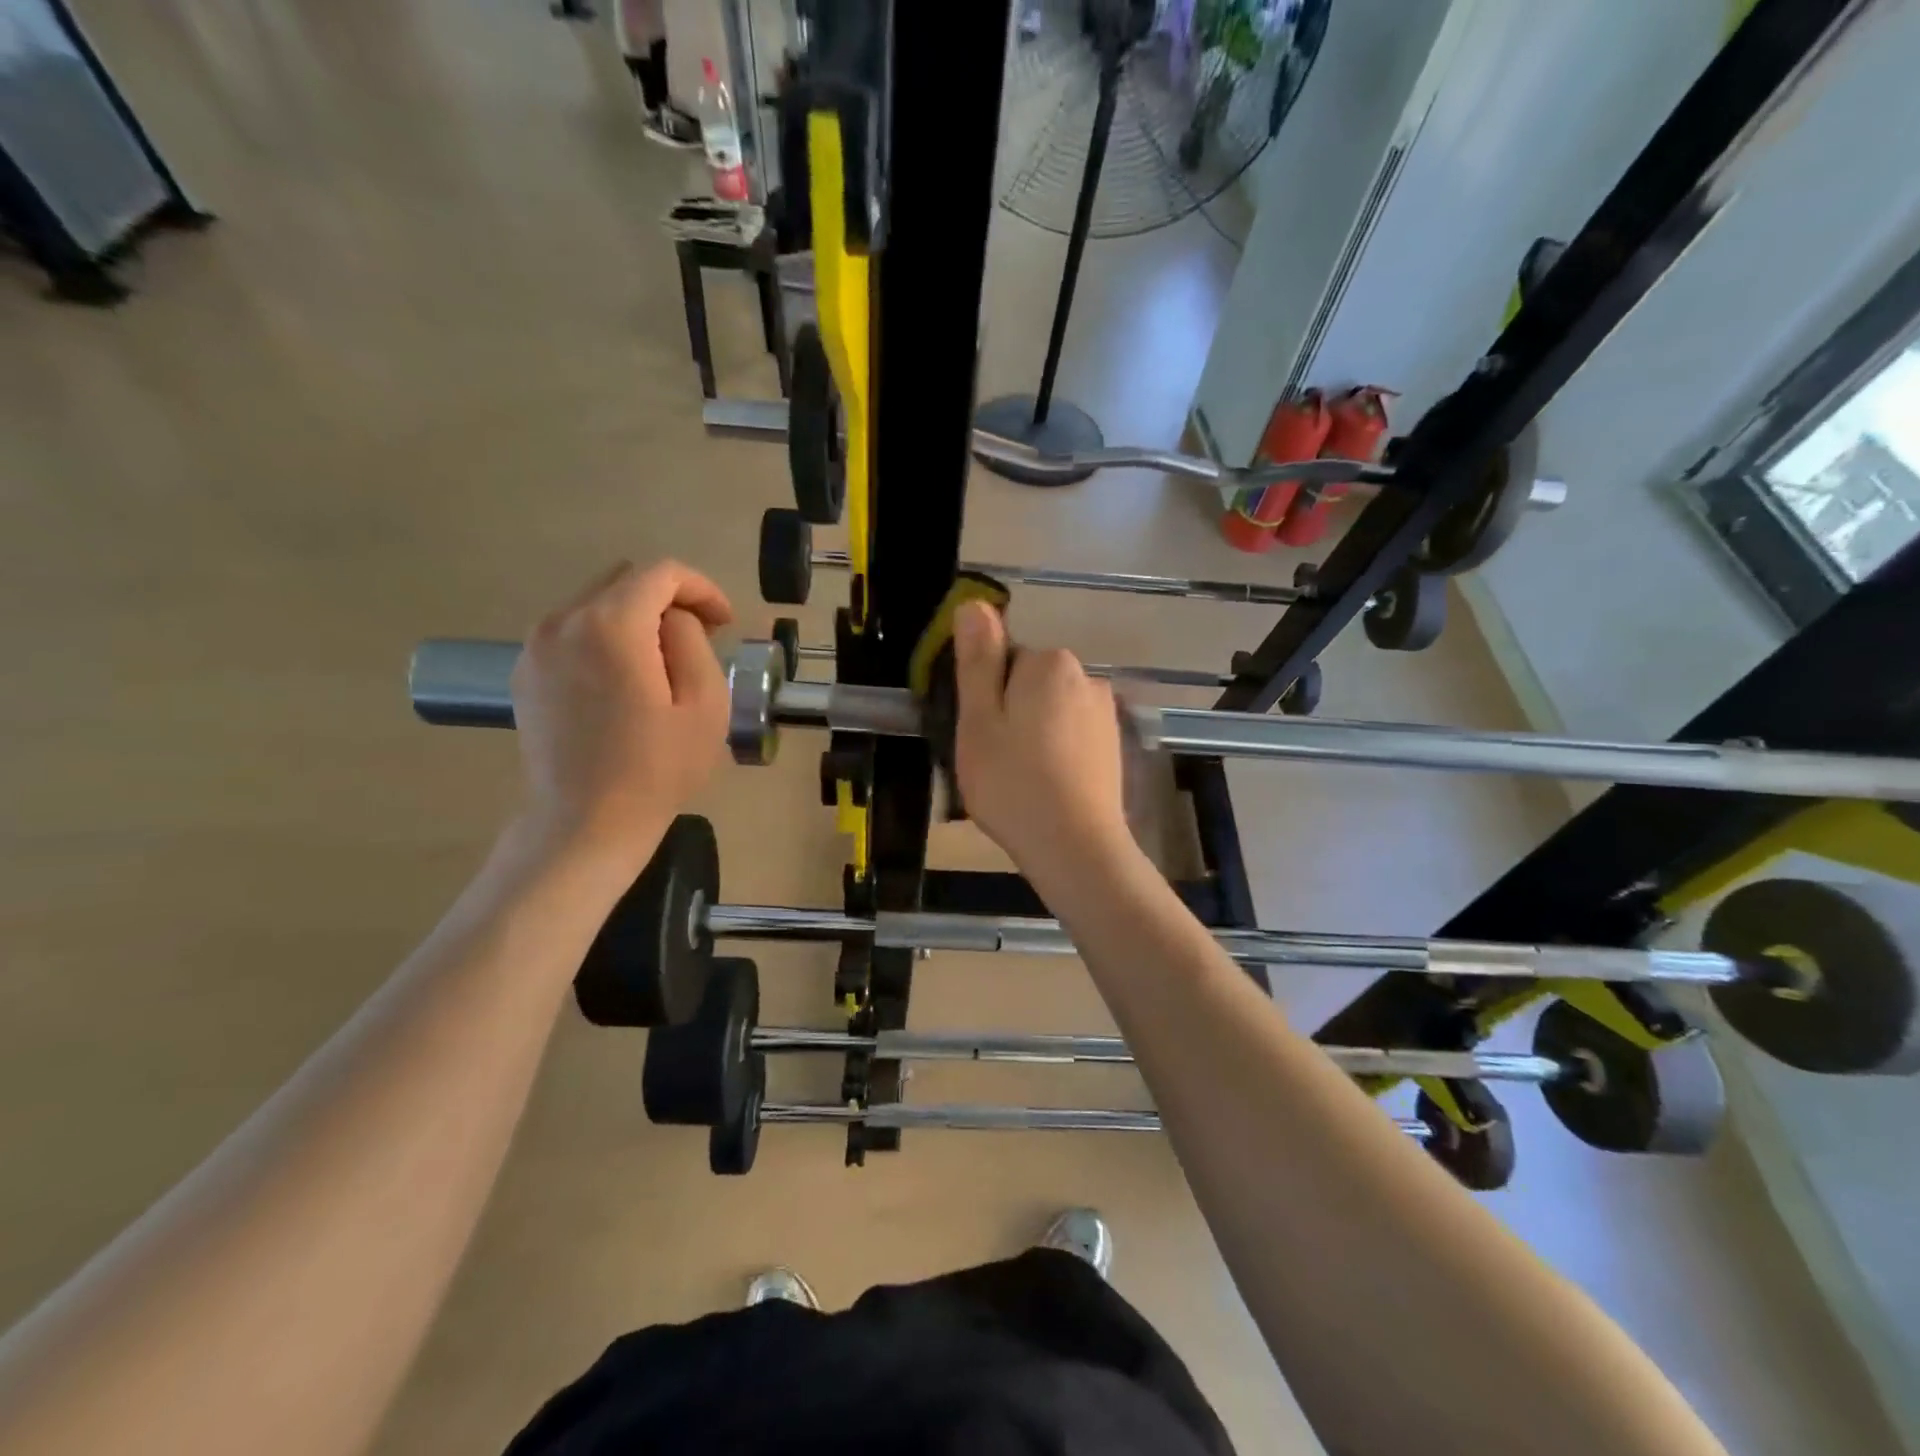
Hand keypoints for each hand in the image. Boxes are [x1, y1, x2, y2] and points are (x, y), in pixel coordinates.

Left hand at [510, 561, 733, 868]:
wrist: (584, 825)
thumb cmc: (656, 769)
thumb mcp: (704, 703)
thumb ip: (692, 640)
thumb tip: (673, 619)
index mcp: (610, 625)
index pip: (661, 573)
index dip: (702, 589)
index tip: (725, 624)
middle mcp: (562, 622)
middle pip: (624, 580)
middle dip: (669, 600)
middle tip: (699, 640)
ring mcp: (535, 647)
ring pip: (596, 604)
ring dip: (636, 619)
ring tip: (662, 664)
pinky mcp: (525, 673)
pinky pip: (572, 632)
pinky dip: (605, 639)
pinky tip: (624, 681)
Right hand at [952, 600, 1131, 876]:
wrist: (1075, 848)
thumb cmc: (1013, 783)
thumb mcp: (979, 720)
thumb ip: (978, 660)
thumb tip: (974, 604)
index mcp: (1050, 664)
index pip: (1004, 660)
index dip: (985, 697)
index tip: (981, 735)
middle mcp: (1086, 677)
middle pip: (1029, 684)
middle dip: (1010, 714)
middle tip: (994, 760)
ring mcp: (1105, 713)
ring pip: (1050, 713)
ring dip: (1033, 735)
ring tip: (1019, 780)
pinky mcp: (1114, 746)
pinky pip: (1071, 736)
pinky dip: (1056, 754)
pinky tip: (1047, 788)